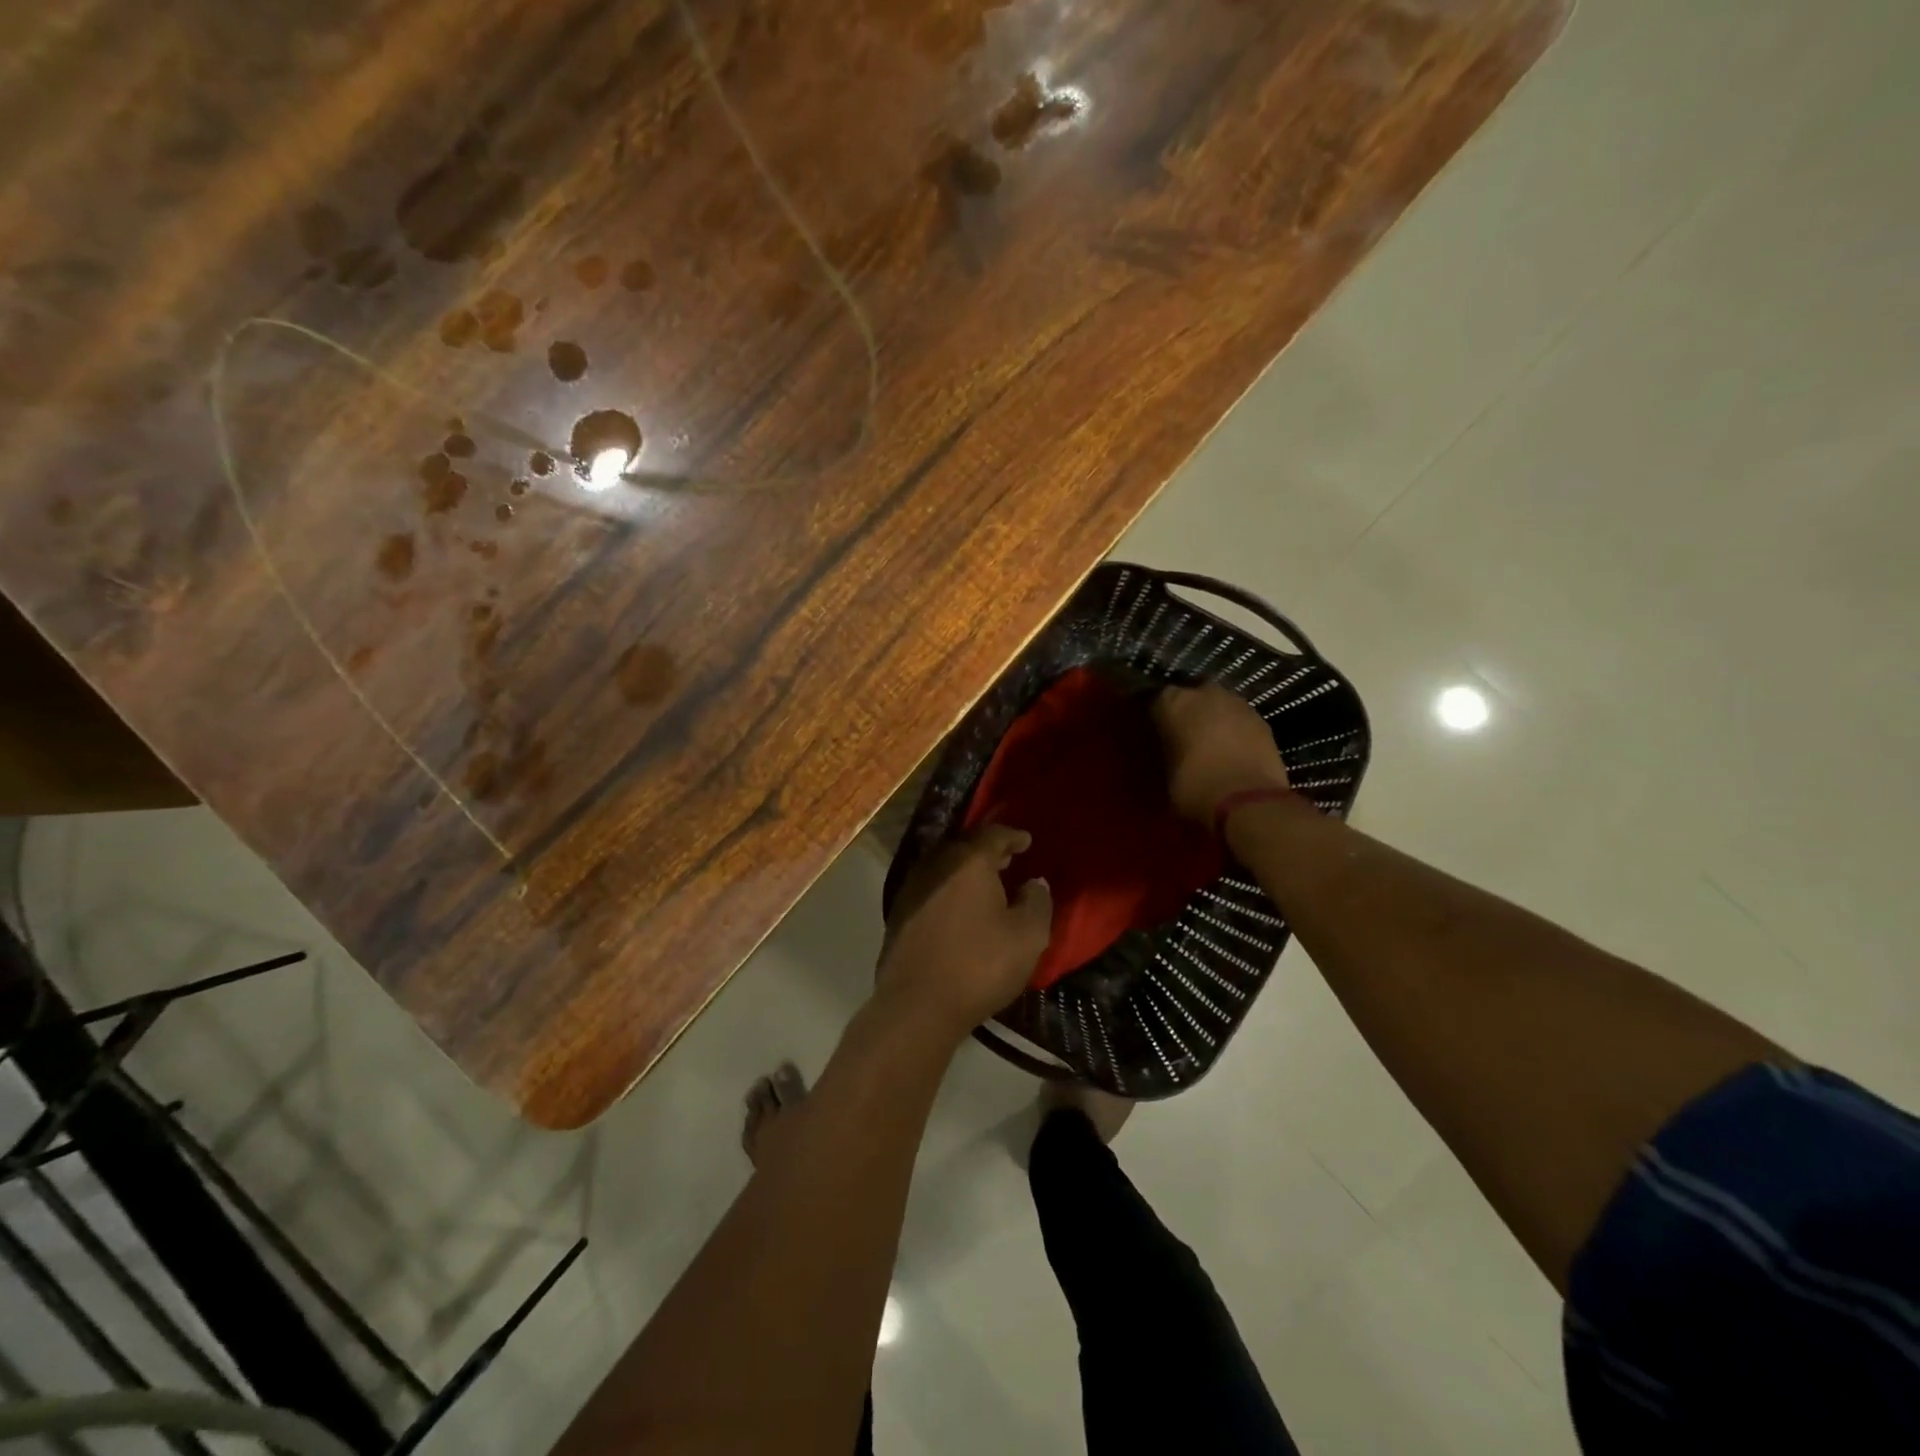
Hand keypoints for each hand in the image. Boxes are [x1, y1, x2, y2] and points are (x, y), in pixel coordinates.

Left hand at [877, 825, 1052, 1039]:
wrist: (917, 1005)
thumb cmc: (980, 965)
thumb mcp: (1028, 936)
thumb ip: (1037, 902)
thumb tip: (1034, 883)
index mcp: (969, 861)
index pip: (994, 834)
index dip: (1013, 836)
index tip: (1026, 841)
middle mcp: (936, 864)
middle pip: (966, 847)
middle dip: (988, 852)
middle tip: (1008, 860)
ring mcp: (912, 887)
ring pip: (945, 867)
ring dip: (966, 872)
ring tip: (987, 885)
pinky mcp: (899, 913)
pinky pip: (931, 888)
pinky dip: (949, 890)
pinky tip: (960, 909)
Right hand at [1151, 684, 1288, 823]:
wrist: (1248, 801)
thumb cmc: (1194, 787)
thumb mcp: (1166, 773)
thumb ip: (1167, 752)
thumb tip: (1171, 750)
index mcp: (1172, 702)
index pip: (1155, 699)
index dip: (1156, 716)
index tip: (1154, 731)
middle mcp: (1204, 693)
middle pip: (1192, 695)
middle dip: (1188, 711)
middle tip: (1184, 735)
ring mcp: (1237, 704)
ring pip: (1219, 705)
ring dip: (1214, 719)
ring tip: (1210, 744)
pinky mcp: (1263, 720)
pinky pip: (1240, 721)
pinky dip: (1235, 732)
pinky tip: (1232, 752)